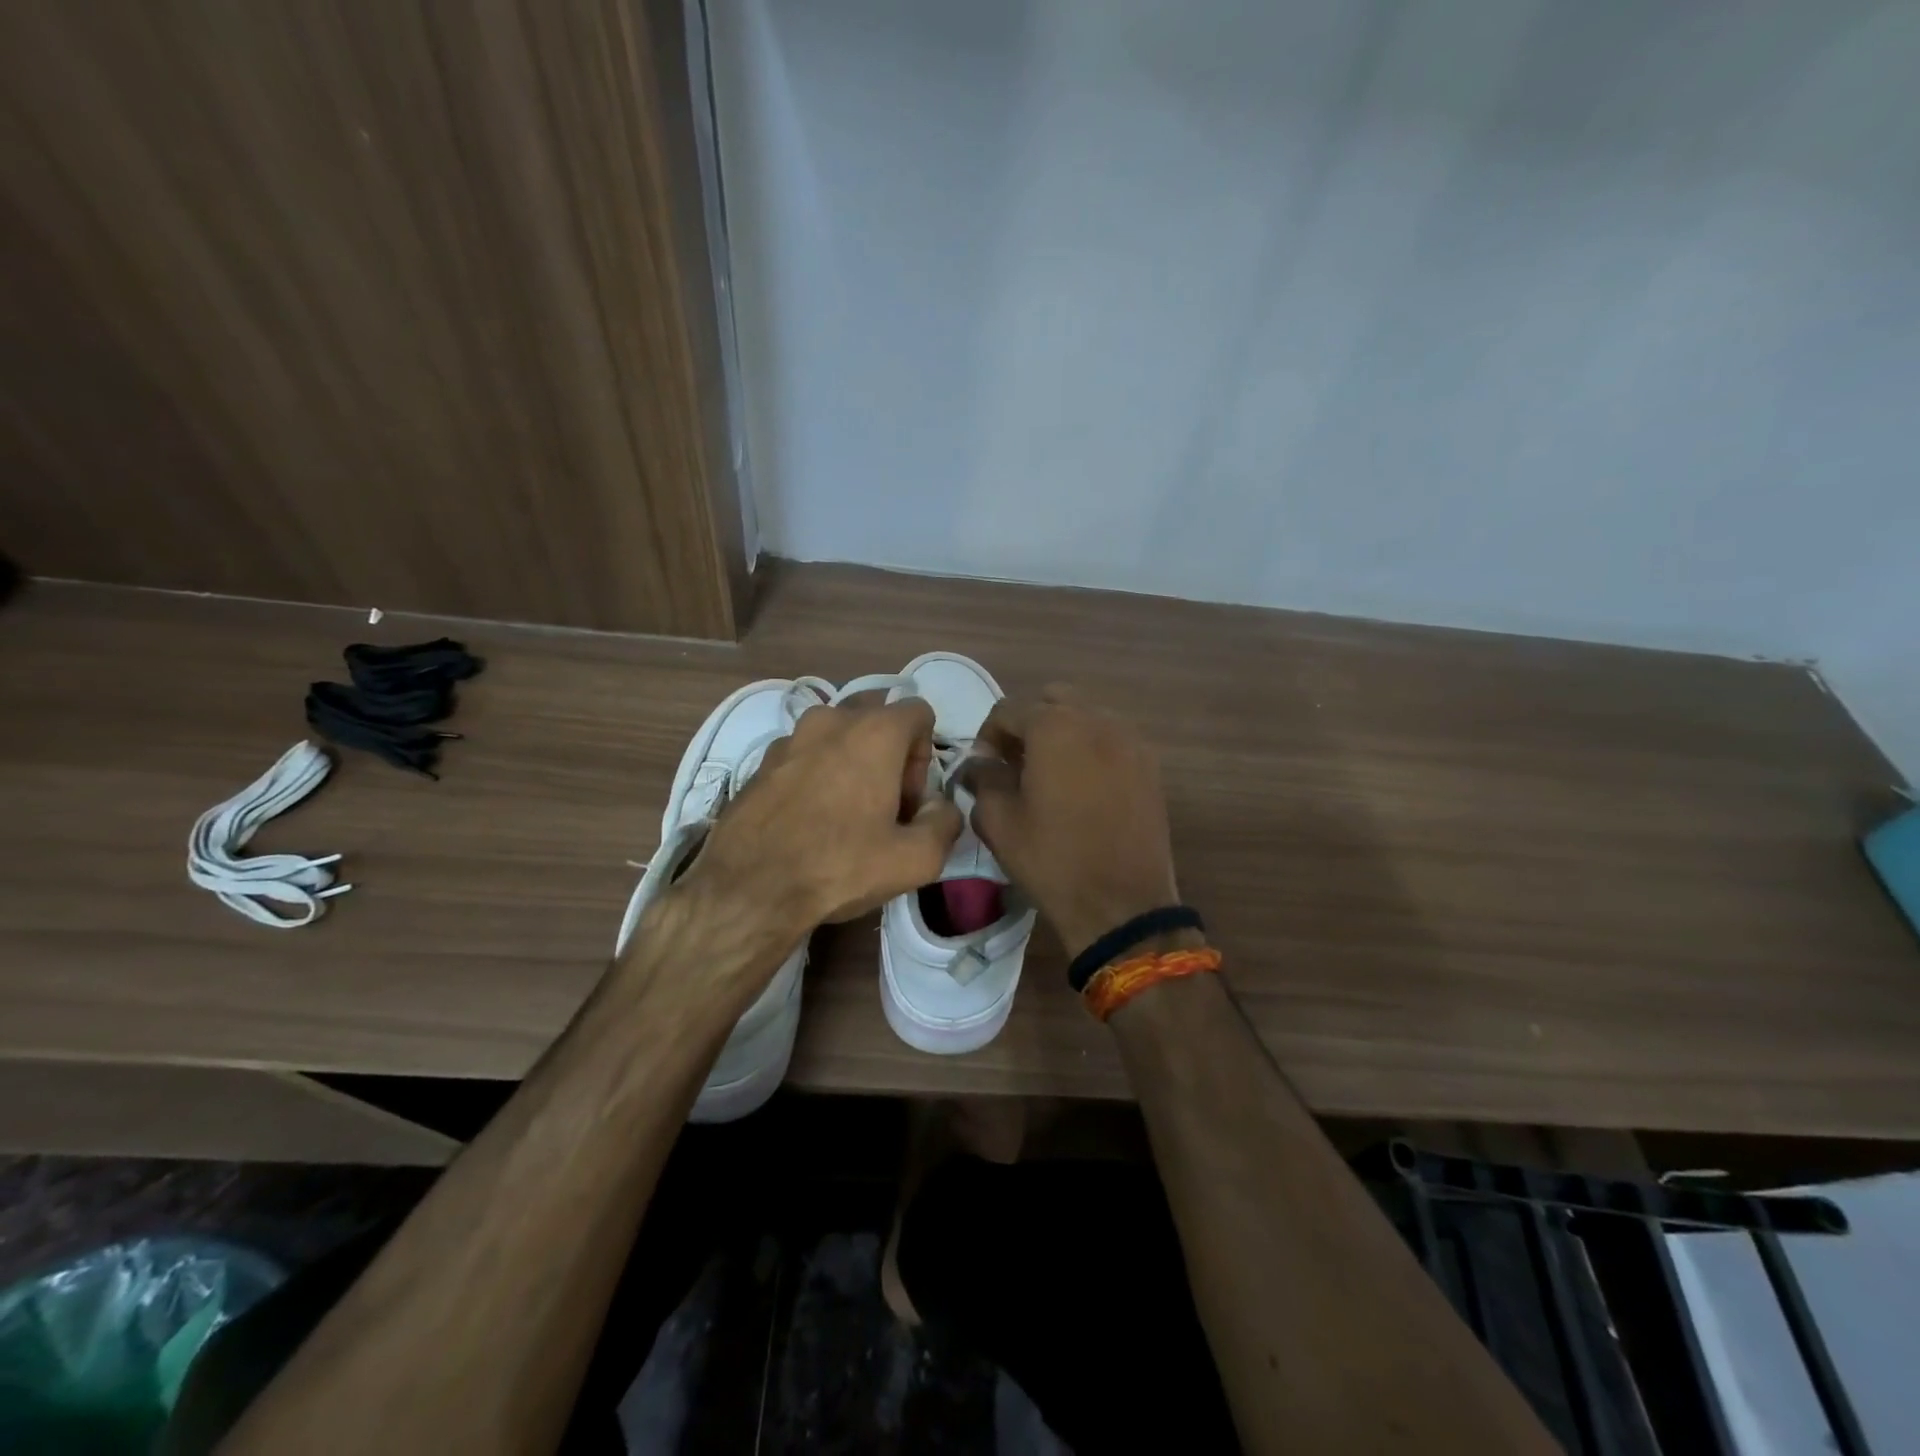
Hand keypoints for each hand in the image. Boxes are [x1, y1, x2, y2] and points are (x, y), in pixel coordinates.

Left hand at [677, 696, 964, 937]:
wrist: (748, 889)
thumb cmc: (839, 866)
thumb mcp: (916, 859)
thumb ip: (946, 822)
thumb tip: (940, 806)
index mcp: (874, 731)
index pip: (919, 712)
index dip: (925, 756)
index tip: (910, 800)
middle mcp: (831, 720)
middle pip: (877, 718)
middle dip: (890, 753)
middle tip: (883, 805)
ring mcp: (790, 737)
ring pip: (838, 735)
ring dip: (852, 762)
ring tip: (845, 813)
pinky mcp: (761, 762)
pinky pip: (805, 755)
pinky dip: (817, 774)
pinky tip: (809, 819)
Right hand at [964, 685, 1180, 957]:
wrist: (1123, 903)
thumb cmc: (1052, 860)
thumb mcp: (998, 822)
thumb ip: (983, 780)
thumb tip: (981, 764)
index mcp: (1054, 727)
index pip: (1008, 710)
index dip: (987, 736)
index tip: (983, 769)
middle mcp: (1096, 720)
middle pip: (1051, 701)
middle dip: (1027, 725)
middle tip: (1016, 764)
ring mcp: (1129, 740)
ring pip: (1086, 716)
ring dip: (1061, 733)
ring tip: (1050, 775)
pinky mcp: (1149, 765)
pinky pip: (1111, 739)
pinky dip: (1090, 748)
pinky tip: (1082, 787)